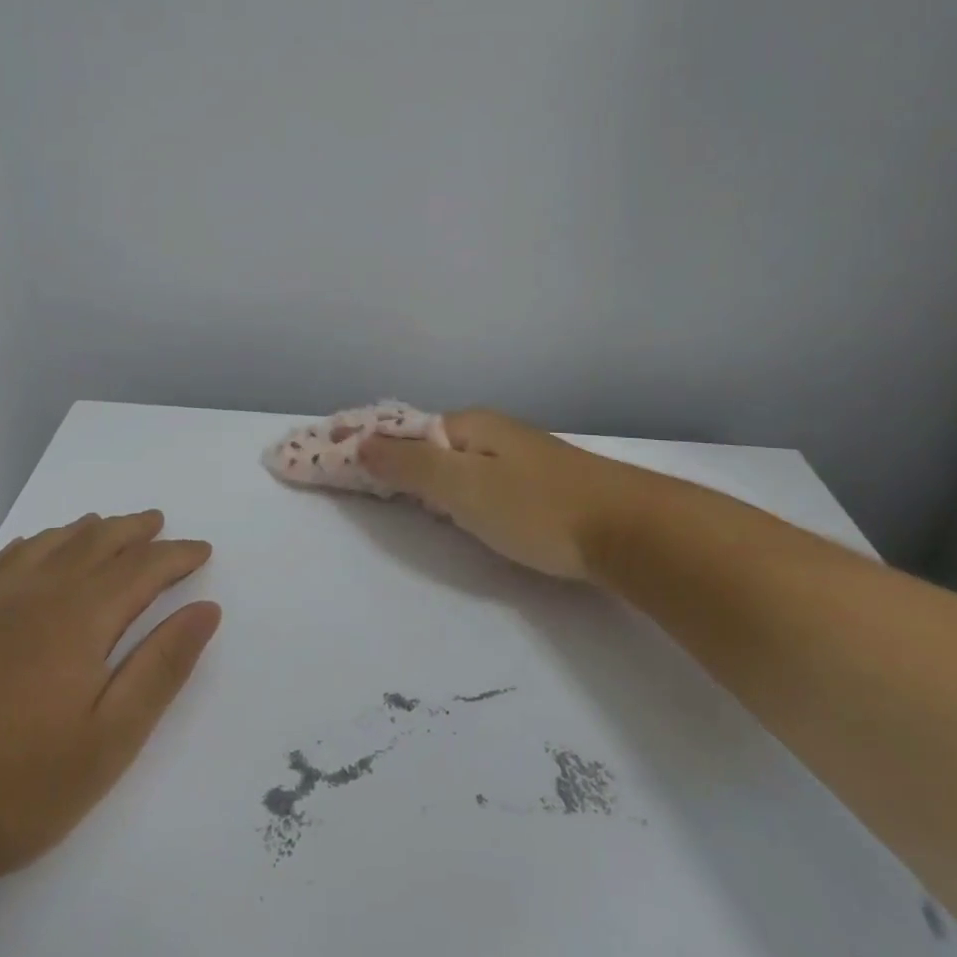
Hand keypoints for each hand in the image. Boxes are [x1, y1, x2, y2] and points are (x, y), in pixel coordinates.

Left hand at [0, 511, 219, 894]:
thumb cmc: (12, 790)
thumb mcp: (108, 743)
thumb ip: (161, 669)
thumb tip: (205, 610)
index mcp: (78, 619)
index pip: (141, 568)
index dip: (176, 555)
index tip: (201, 550)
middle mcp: (32, 594)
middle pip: (92, 543)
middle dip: (131, 531)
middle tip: (157, 523)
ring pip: (44, 545)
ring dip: (81, 531)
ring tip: (103, 526)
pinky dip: (24, 546)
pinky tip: (28, 550)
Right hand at [361, 409, 637, 581]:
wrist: (632, 530)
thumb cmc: (536, 508)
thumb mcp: (463, 486)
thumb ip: (409, 464)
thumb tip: (360, 439)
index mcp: (468, 426)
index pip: (399, 428)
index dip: (361, 440)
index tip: (324, 454)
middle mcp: (491, 433)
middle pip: (424, 441)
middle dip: (384, 453)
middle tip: (348, 475)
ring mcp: (518, 457)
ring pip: (451, 459)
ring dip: (415, 469)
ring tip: (386, 486)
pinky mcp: (538, 485)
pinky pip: (474, 477)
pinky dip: (446, 485)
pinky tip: (449, 502)